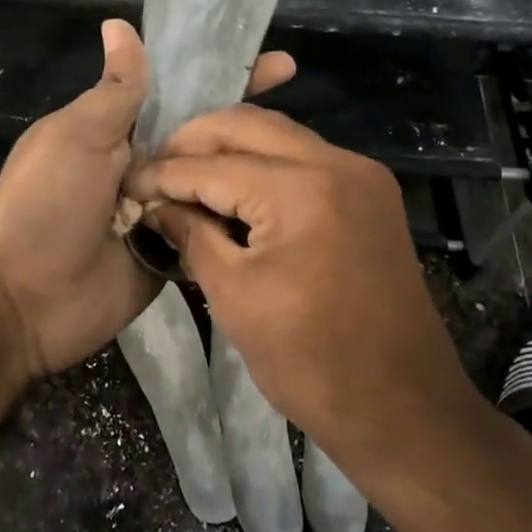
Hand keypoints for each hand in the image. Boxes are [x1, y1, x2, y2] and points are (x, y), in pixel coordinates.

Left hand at [0, 20, 294, 381]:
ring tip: (306, 160)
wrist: (23, 301)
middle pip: (205, 137)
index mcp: (117, 130)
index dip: (223, 75)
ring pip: (213, 182)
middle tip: (300, 118)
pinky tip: (287, 207)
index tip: (278, 63)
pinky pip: (209, 229)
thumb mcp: (77, 137)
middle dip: (248, 122)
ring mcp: (160, 212)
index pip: (180, 92)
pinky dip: (236, 219)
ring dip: (249, 171)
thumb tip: (120, 24)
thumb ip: (115, 90)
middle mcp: (144, 166)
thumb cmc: (44, 205)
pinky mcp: (172, 253)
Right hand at [121, 106, 474, 467]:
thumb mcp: (234, 296)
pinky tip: (235, 187)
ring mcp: (362, 175)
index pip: (214, 164)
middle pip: (250, 125)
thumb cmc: (310, 360)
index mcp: (302, 188)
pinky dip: (266, 164)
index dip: (165, 173)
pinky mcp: (372, 194)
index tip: (128, 181)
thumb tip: (158, 204)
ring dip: (232, 147)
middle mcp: (338, 163)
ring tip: (189, 174)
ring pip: (281, 135)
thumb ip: (191, 234)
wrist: (402, 406)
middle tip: (158, 167)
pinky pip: (306, 158)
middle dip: (196, 140)